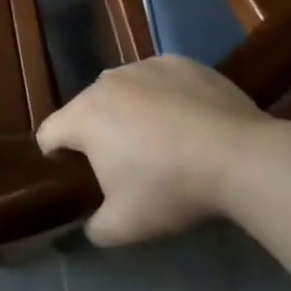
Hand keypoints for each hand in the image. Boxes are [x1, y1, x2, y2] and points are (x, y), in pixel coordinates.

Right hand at [37, 55, 275, 246]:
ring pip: (124, 92)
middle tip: (127, 166)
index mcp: (83, 116)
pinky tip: (190, 122)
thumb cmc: (171, 187)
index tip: (77, 178)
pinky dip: (165, 98)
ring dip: (130, 113)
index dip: (55, 158)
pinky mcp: (180, 62)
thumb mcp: (126, 226)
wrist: (242, 157)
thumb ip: (95, 228)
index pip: (49, 133)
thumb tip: (91, 225)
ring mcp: (144, 67)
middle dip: (98, 135)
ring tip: (163, 142)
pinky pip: (159, 81)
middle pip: (87, 110)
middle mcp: (105, 82)